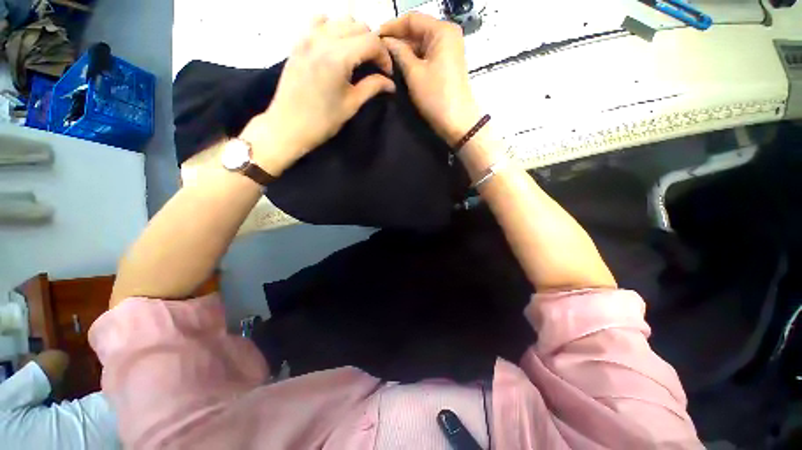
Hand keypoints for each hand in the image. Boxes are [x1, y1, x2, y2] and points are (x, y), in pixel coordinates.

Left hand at [241, 16, 394, 174]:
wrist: (288, 126)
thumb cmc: (322, 121)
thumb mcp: (351, 105)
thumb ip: (372, 87)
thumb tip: (390, 83)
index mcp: (338, 57)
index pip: (371, 41)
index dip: (384, 56)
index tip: (387, 73)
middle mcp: (323, 39)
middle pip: (358, 26)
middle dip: (372, 44)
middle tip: (375, 66)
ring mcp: (308, 37)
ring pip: (340, 20)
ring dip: (355, 34)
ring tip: (358, 56)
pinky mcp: (298, 41)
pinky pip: (319, 21)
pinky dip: (333, 28)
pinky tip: (336, 45)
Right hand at [380, 12, 480, 145]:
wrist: (456, 122)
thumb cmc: (435, 96)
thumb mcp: (414, 73)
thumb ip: (399, 52)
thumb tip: (386, 41)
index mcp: (442, 30)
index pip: (412, 19)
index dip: (391, 26)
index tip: (374, 37)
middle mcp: (447, 34)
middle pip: (417, 30)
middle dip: (397, 39)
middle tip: (378, 50)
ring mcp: (449, 49)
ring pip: (421, 43)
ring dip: (404, 50)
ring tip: (385, 58)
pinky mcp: (447, 63)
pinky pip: (427, 55)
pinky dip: (414, 58)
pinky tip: (400, 65)